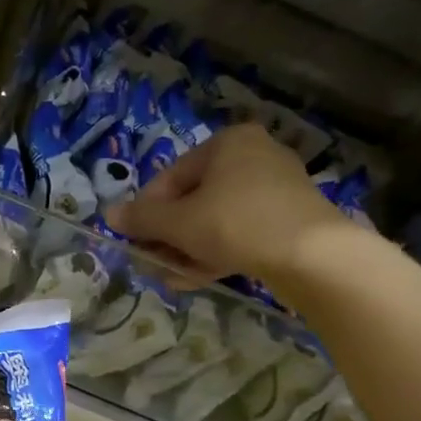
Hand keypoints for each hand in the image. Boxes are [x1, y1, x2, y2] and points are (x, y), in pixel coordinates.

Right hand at [104, 123, 350, 286]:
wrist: (312, 255)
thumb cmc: (235, 224)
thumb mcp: (178, 223)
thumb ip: (142, 219)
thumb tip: (108, 215)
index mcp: (227, 143)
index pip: (171, 177)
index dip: (147, 213)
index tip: (135, 242)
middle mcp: (254, 156)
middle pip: (194, 201)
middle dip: (169, 237)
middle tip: (153, 264)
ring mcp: (275, 189)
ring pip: (216, 221)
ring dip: (189, 250)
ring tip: (174, 278)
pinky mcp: (289, 219)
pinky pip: (241, 233)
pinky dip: (217, 252)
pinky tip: (199, 278)